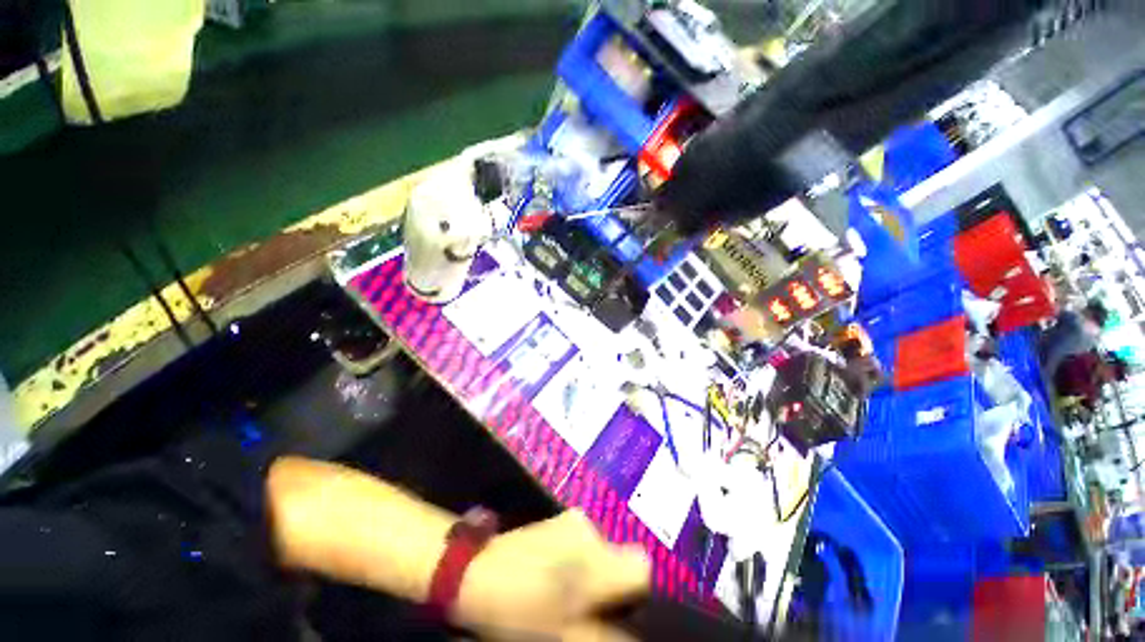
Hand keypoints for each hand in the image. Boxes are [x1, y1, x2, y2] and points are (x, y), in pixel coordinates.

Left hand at [455, 510, 649, 640]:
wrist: (474, 572)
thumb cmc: (520, 610)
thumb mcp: (566, 636)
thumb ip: (609, 635)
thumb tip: (638, 635)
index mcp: (597, 560)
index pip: (643, 568)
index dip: (638, 594)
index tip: (618, 612)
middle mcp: (591, 530)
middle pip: (621, 559)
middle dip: (611, 586)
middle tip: (584, 608)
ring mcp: (574, 520)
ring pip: (601, 552)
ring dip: (592, 573)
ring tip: (563, 592)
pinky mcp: (560, 518)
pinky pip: (584, 543)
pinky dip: (577, 560)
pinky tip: (553, 574)